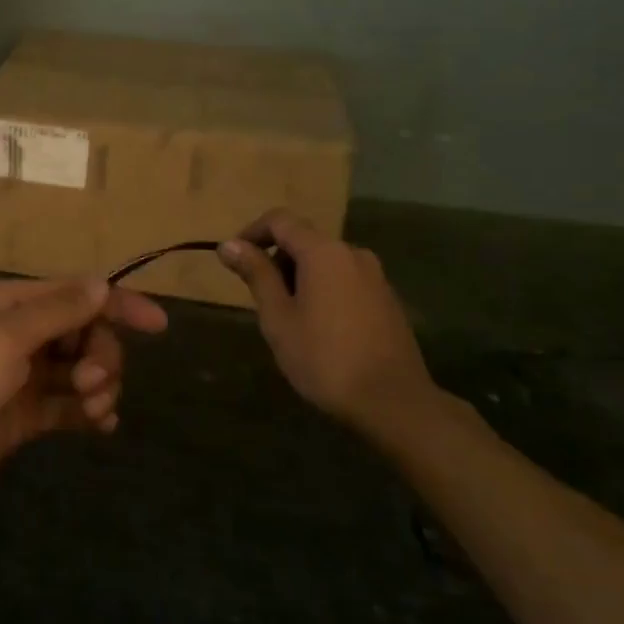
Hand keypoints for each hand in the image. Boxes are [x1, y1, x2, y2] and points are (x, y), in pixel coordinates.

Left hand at [0, 276, 167, 499]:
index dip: (120, 305)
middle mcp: (24, 334)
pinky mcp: (26, 414)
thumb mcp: (6, 337)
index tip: (159, 325)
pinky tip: (101, 424)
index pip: (79, 295)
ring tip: (93, 408)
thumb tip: (102, 283)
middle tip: (91, 383)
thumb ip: (57, 312)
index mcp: (15, 304)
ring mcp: (26, 376)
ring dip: (100, 386)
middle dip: (102, 356)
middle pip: (87, 335)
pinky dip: (90, 412)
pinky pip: (71, 407)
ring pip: (83, 371)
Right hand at [216, 209, 432, 428]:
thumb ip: (256, 274)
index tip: (233, 260)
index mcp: (323, 252)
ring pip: (325, 261)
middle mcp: (352, 253)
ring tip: (287, 317)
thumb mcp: (278, 317)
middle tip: (260, 299)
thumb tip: (229, 245)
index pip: (280, 220)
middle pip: (304, 239)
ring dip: (299, 277)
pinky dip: (323, 290)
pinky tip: (319, 328)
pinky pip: (345, 280)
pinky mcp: (387, 299)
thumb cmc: (325, 358)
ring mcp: (375, 276)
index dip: (251, 233)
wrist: (394, 403)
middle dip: (276, 260)